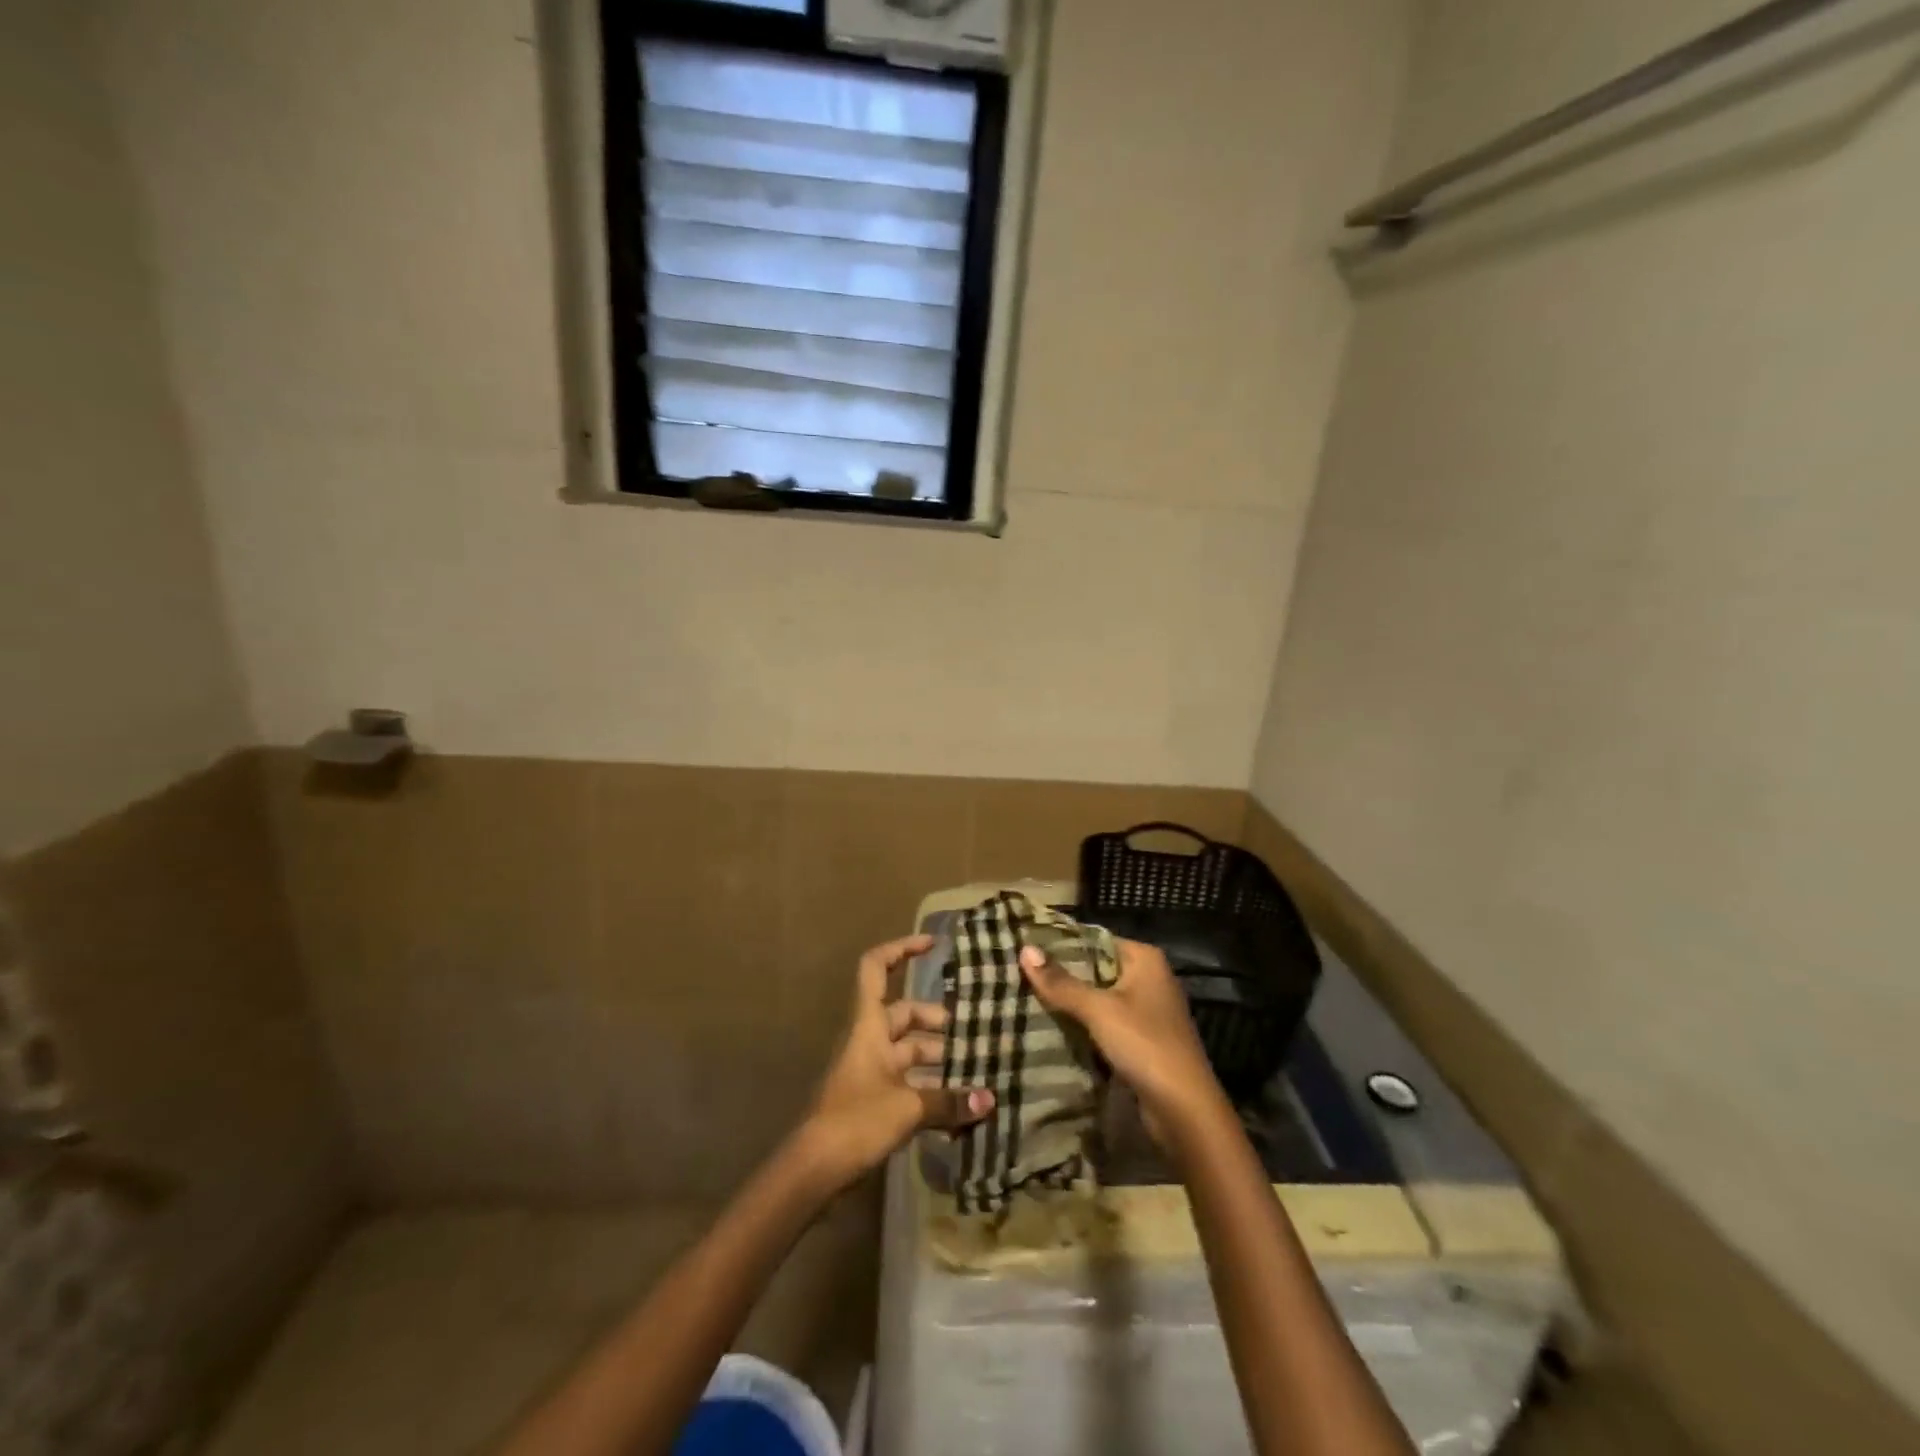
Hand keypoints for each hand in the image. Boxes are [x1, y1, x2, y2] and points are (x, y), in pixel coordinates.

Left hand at [797, 934, 994, 1192]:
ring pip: (909, 1050)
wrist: (814, 1170)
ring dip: (939, 1058)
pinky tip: (960, 1104)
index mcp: (869, 1025)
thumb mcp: (908, 1108)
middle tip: (975, 1032)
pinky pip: (908, 1081)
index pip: (876, 968)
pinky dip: (931, 1087)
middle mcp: (869, 1040)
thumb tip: (990, 1100)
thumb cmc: (856, 1120)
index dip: (901, 949)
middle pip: (905, 1014)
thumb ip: (950, 1102)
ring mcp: (870, 1070)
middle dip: (939, 1021)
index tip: (933, 946)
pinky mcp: (873, 1099)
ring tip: (977, 1069)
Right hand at [1019, 938, 1230, 1152]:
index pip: (1095, 939)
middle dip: (1062, 975)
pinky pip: (1105, 1022)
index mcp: (1145, 959)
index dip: (1062, 944)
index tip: (1027, 947)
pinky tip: (1052, 1027)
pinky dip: (1083, 1025)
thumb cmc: (1145, 1045)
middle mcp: (1149, 978)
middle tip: (1019, 974)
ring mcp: (1147, 1010)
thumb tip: (1025, 949)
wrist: (1184, 1110)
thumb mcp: (1099, 1010)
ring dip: (1070, 1002)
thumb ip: (1061, 982)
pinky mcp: (1142, 1039)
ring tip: (1027, 998)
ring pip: (1099, 997)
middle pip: (1096, 968)